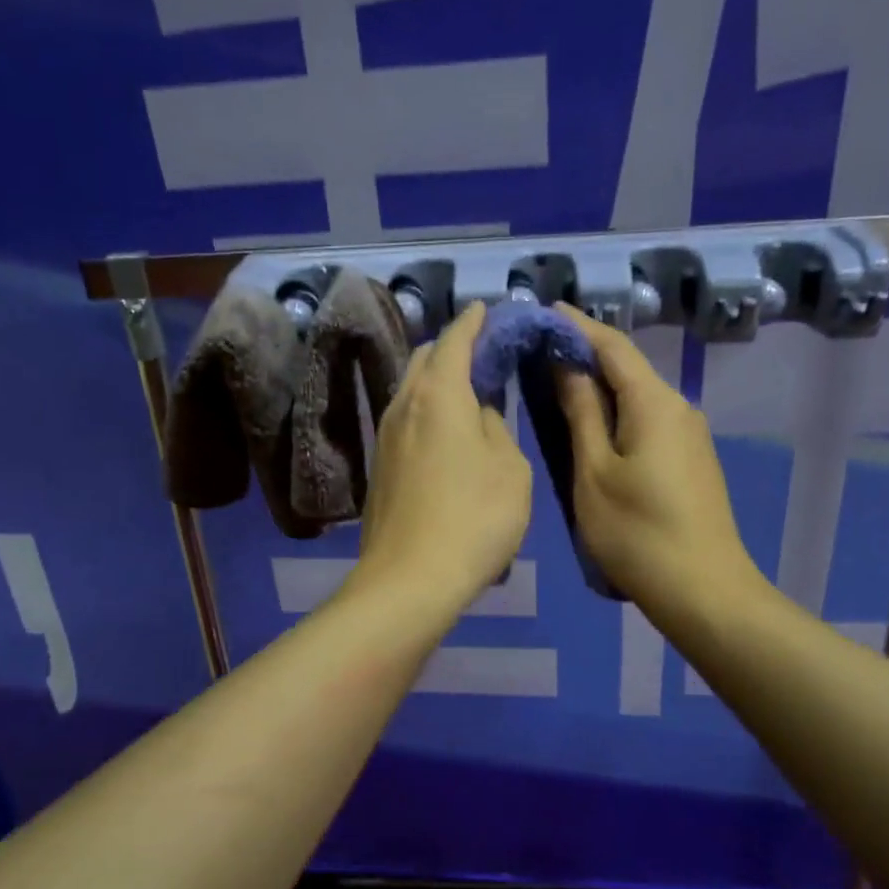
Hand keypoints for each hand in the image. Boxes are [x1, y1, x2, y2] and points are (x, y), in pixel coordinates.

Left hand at [352, 302, 532, 612]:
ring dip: (436, 378)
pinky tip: (445, 429)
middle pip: (424, 358)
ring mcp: (384, 436)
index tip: (487, 309)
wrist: (410, 579)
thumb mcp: (509, 469)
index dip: (473, 321)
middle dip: (451, 346)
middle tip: (482, 353)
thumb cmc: (474, 518)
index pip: (455, 339)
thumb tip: (479, 413)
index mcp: (440, 394)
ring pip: (410, 389)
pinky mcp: (378, 465)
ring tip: (466, 388)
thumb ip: (495, 427)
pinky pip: (404, 418)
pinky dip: (426, 408)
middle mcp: (404, 404)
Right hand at [553, 304, 757, 620]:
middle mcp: (678, 407)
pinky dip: (614, 413)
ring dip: (598, 387)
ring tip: (553, 386)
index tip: (542, 309)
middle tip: (537, 351)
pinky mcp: (689, 460)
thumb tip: (568, 365)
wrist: (704, 592)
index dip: (577, 325)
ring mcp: (688, 435)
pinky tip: (589, 427)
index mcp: (654, 402)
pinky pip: (646, 421)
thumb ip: (581, 413)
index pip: (612, 346)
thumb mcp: (594, 472)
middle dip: (584, 355)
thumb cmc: (638, 533)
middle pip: (627, 368)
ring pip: (636, 396)